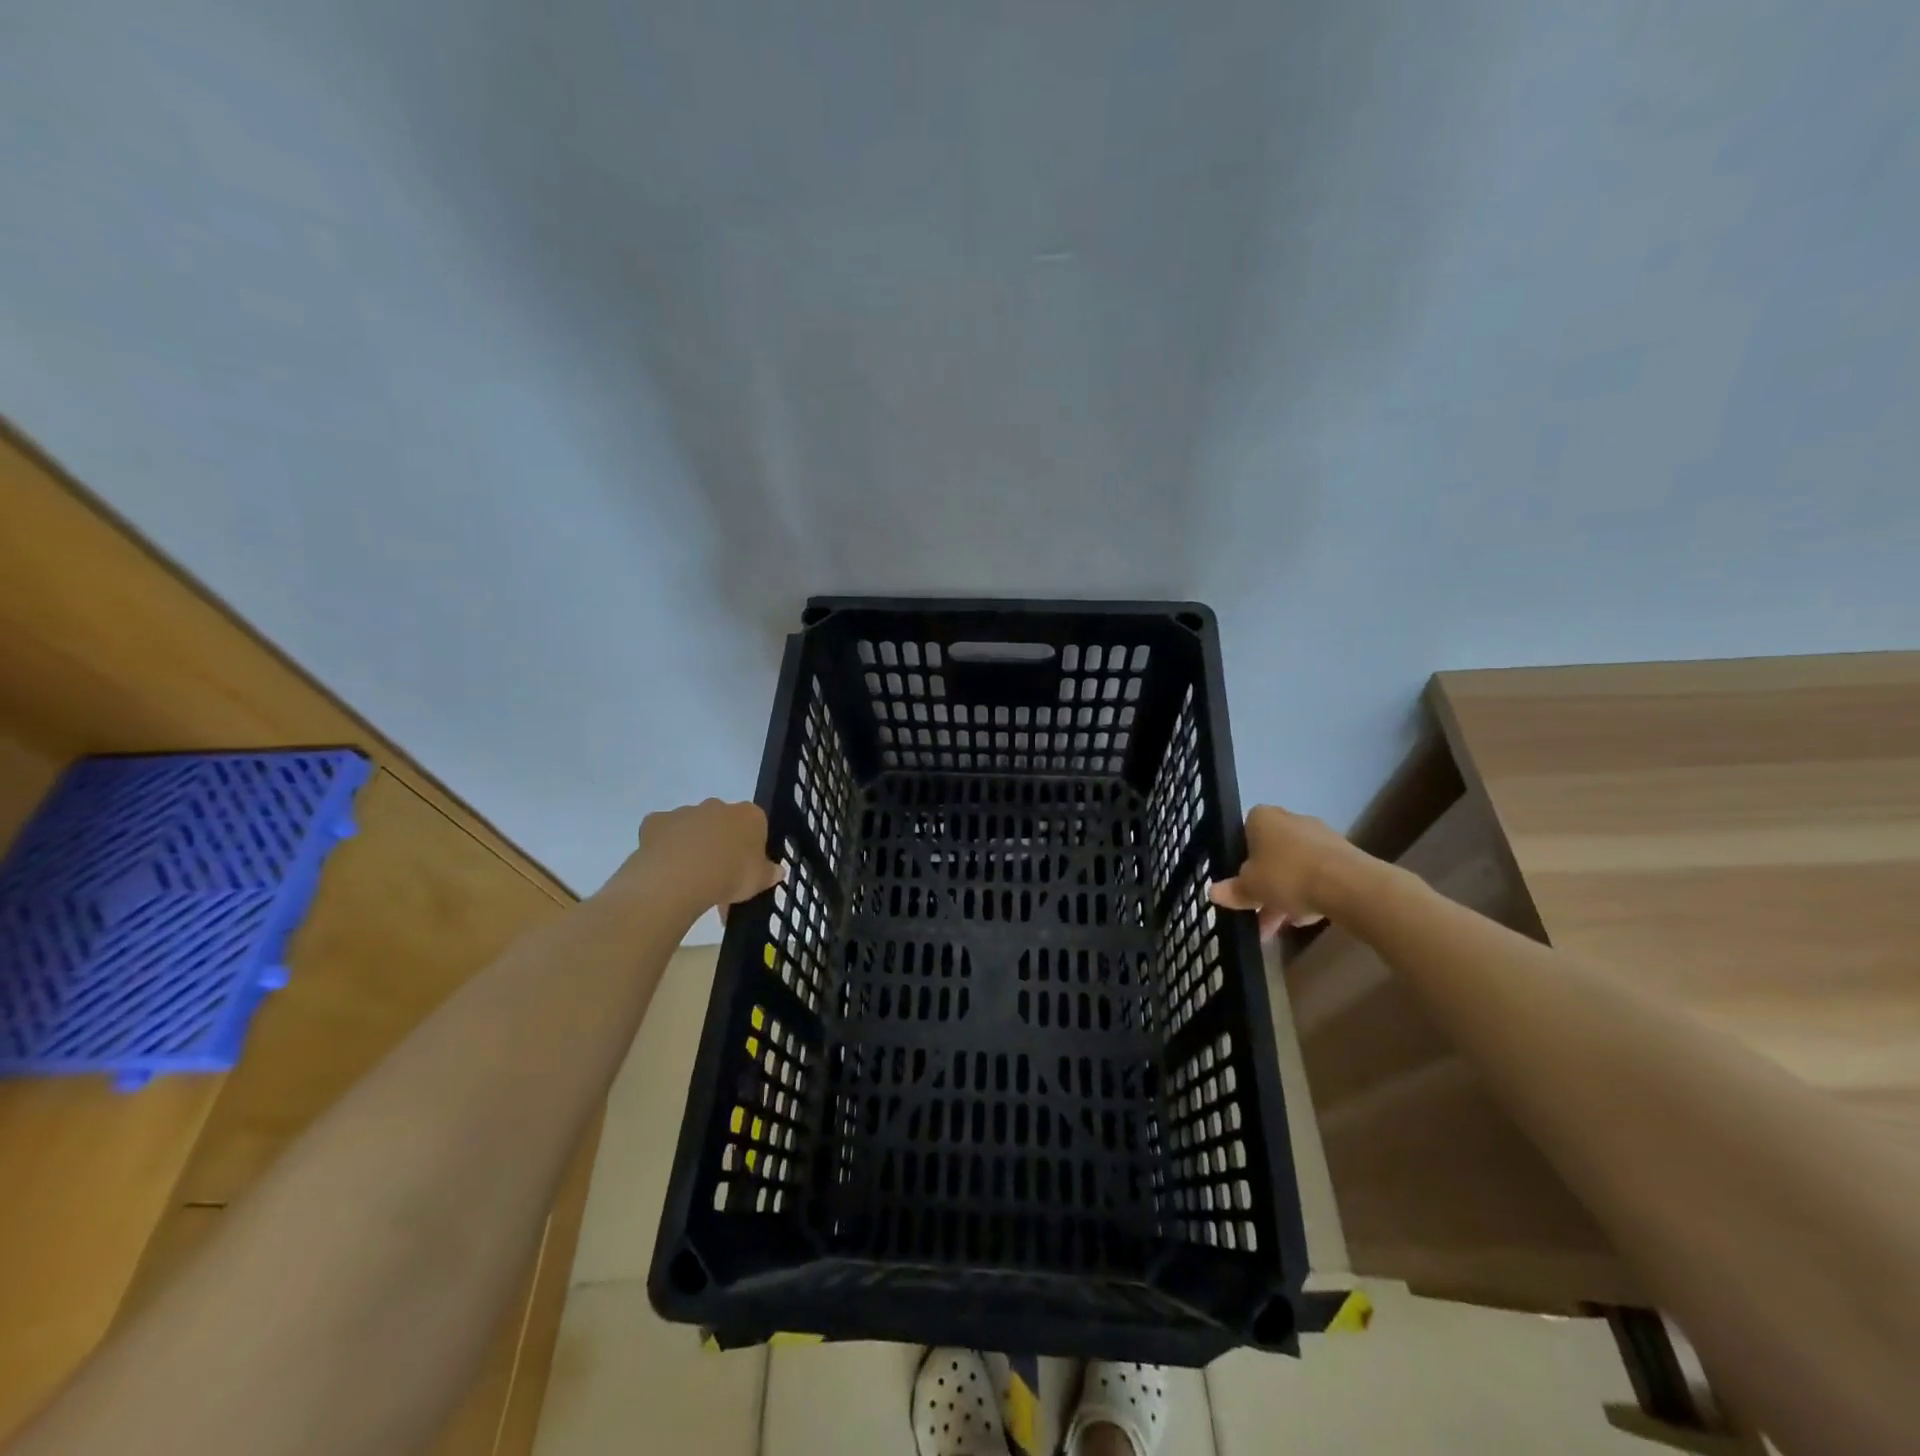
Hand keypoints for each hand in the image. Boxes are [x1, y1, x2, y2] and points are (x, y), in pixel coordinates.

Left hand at [622, 799, 783, 914]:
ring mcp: (685, 811)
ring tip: (689, 878)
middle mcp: (718, 806)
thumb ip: (769, 873)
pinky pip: (662, 832)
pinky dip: (664, 846)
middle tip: (718, 874)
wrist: (680, 878)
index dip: (750, 846)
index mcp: (749, 815)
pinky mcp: (655, 821)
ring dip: (692, 844)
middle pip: (722, 821)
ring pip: (692, 826)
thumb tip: (777, 871)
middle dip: (720, 841)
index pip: (755, 824)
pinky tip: (665, 868)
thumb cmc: (730, 876)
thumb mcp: (759, 881)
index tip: (745, 867)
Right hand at [1209, 804, 1352, 939]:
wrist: (1347, 884)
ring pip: (1294, 867)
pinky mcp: (1343, 855)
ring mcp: (1319, 836)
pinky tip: (1304, 918)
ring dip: (1284, 895)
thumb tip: (1213, 892)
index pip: (1243, 834)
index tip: (1240, 883)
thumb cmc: (1286, 875)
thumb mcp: (1249, 888)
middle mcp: (1290, 819)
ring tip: (1279, 927)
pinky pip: (1316, 874)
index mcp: (1262, 817)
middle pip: (1270, 854)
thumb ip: (1232, 890)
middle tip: (1257, 913)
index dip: (1240, 861)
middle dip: (1264, 885)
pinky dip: (1308, 893)